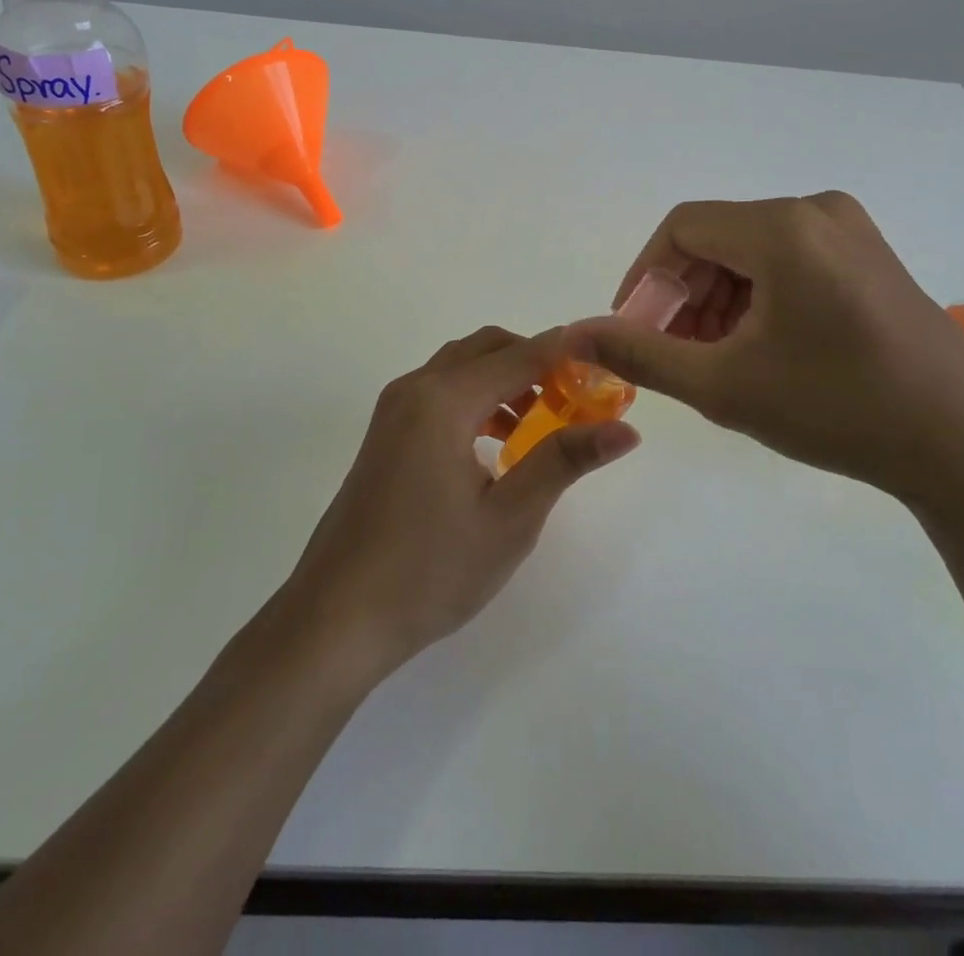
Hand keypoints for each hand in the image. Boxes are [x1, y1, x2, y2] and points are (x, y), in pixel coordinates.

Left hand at [285, 326, 640, 675]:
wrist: (337, 616)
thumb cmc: (430, 570)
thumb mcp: (509, 519)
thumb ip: (564, 461)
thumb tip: (626, 430)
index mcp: (444, 399)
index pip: (520, 355)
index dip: (567, 355)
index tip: (608, 368)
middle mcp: (415, 388)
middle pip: (487, 348)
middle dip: (535, 362)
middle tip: (576, 400)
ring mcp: (393, 409)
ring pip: (461, 367)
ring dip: (504, 380)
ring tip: (541, 426)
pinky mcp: (385, 433)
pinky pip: (440, 392)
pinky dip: (476, 398)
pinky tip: (497, 446)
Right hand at [573, 192, 963, 513]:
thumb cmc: (837, 407)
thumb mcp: (724, 385)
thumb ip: (641, 355)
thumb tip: (575, 335)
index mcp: (781, 227)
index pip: (680, 229)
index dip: (645, 276)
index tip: (633, 329)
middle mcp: (816, 211)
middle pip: (717, 239)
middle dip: (683, 294)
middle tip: (673, 353)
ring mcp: (851, 232)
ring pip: (752, 253)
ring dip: (718, 299)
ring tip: (715, 359)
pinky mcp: (871, 258)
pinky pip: (790, 262)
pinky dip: (758, 298)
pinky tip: (760, 349)